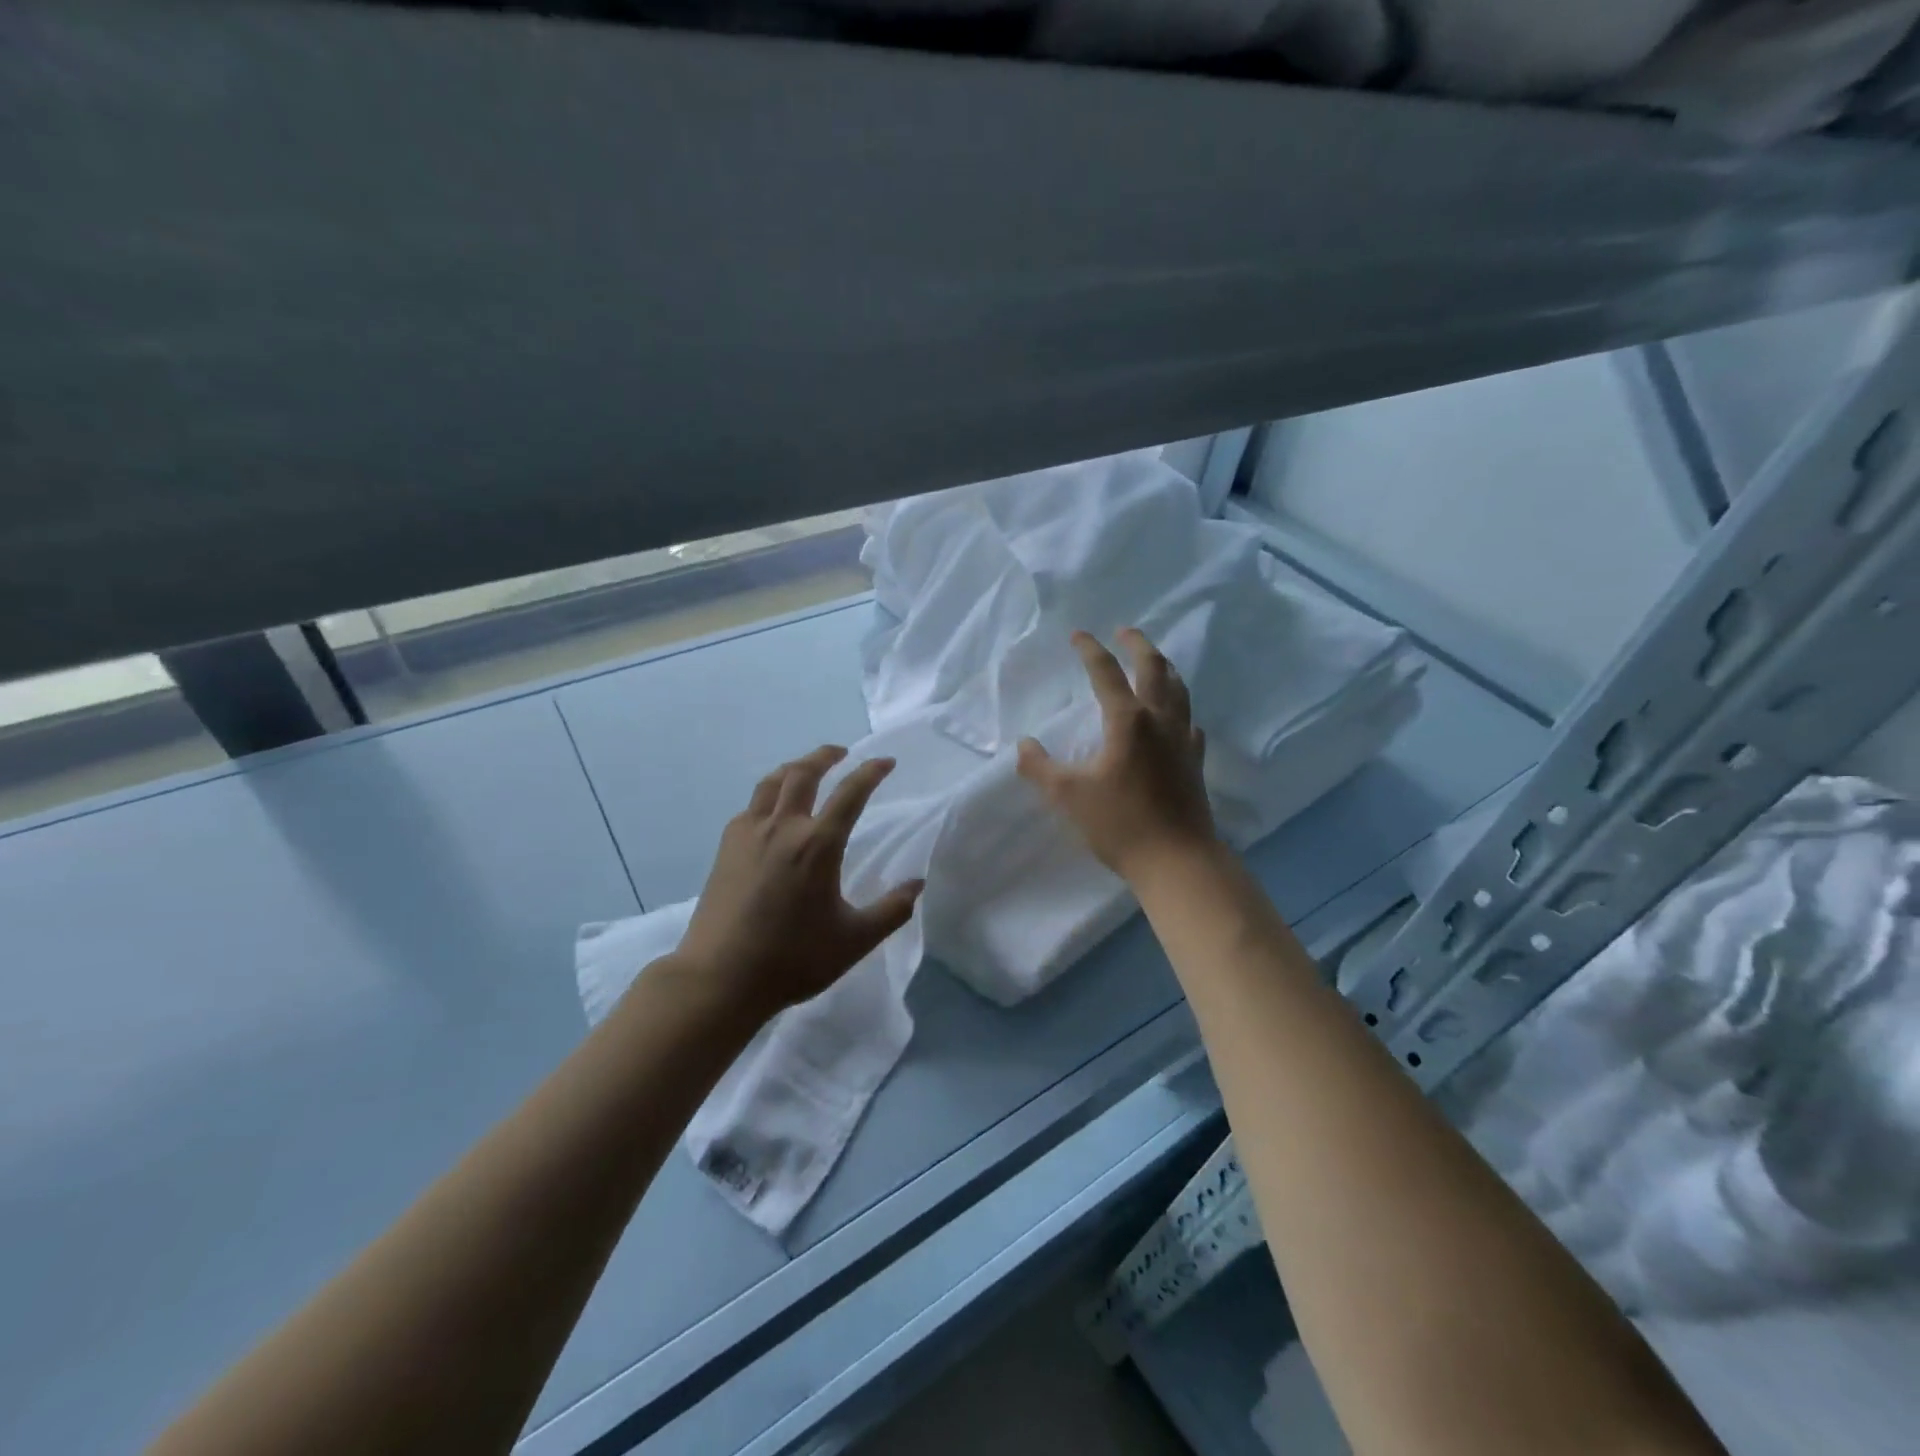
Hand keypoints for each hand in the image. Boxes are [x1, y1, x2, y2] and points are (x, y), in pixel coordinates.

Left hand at [673, 745, 924, 1020]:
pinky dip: (769, 795)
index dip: (871, 772)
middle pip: (803, 773)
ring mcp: (749, 834)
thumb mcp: (855, 940)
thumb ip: (892, 910)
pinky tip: (773, 810)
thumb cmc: (792, 959)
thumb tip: (918, 884)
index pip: (851, 793)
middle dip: (826, 756)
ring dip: (794, 767)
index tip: (886, 761)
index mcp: (818, 845)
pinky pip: (751, 806)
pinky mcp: (726, 847)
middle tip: (842, 753)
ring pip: (772, 782)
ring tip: (807, 768)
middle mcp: (783, 827)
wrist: (720, 978)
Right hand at [1017, 629, 1218, 882]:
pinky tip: (1177, 717)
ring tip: (1155, 660)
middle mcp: (1159, 720)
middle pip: (1154, 668)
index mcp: (1127, 721)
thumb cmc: (1120, 824)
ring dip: (1165, 668)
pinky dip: (1180, 708)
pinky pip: (1189, 721)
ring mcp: (1182, 740)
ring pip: (1179, 690)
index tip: (1078, 635)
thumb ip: (1040, 767)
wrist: (1177, 860)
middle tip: (1125, 631)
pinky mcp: (1195, 761)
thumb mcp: (1068, 796)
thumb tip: (1024, 745)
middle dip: (1138, 644)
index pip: (1106, 673)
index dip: (1090, 650)